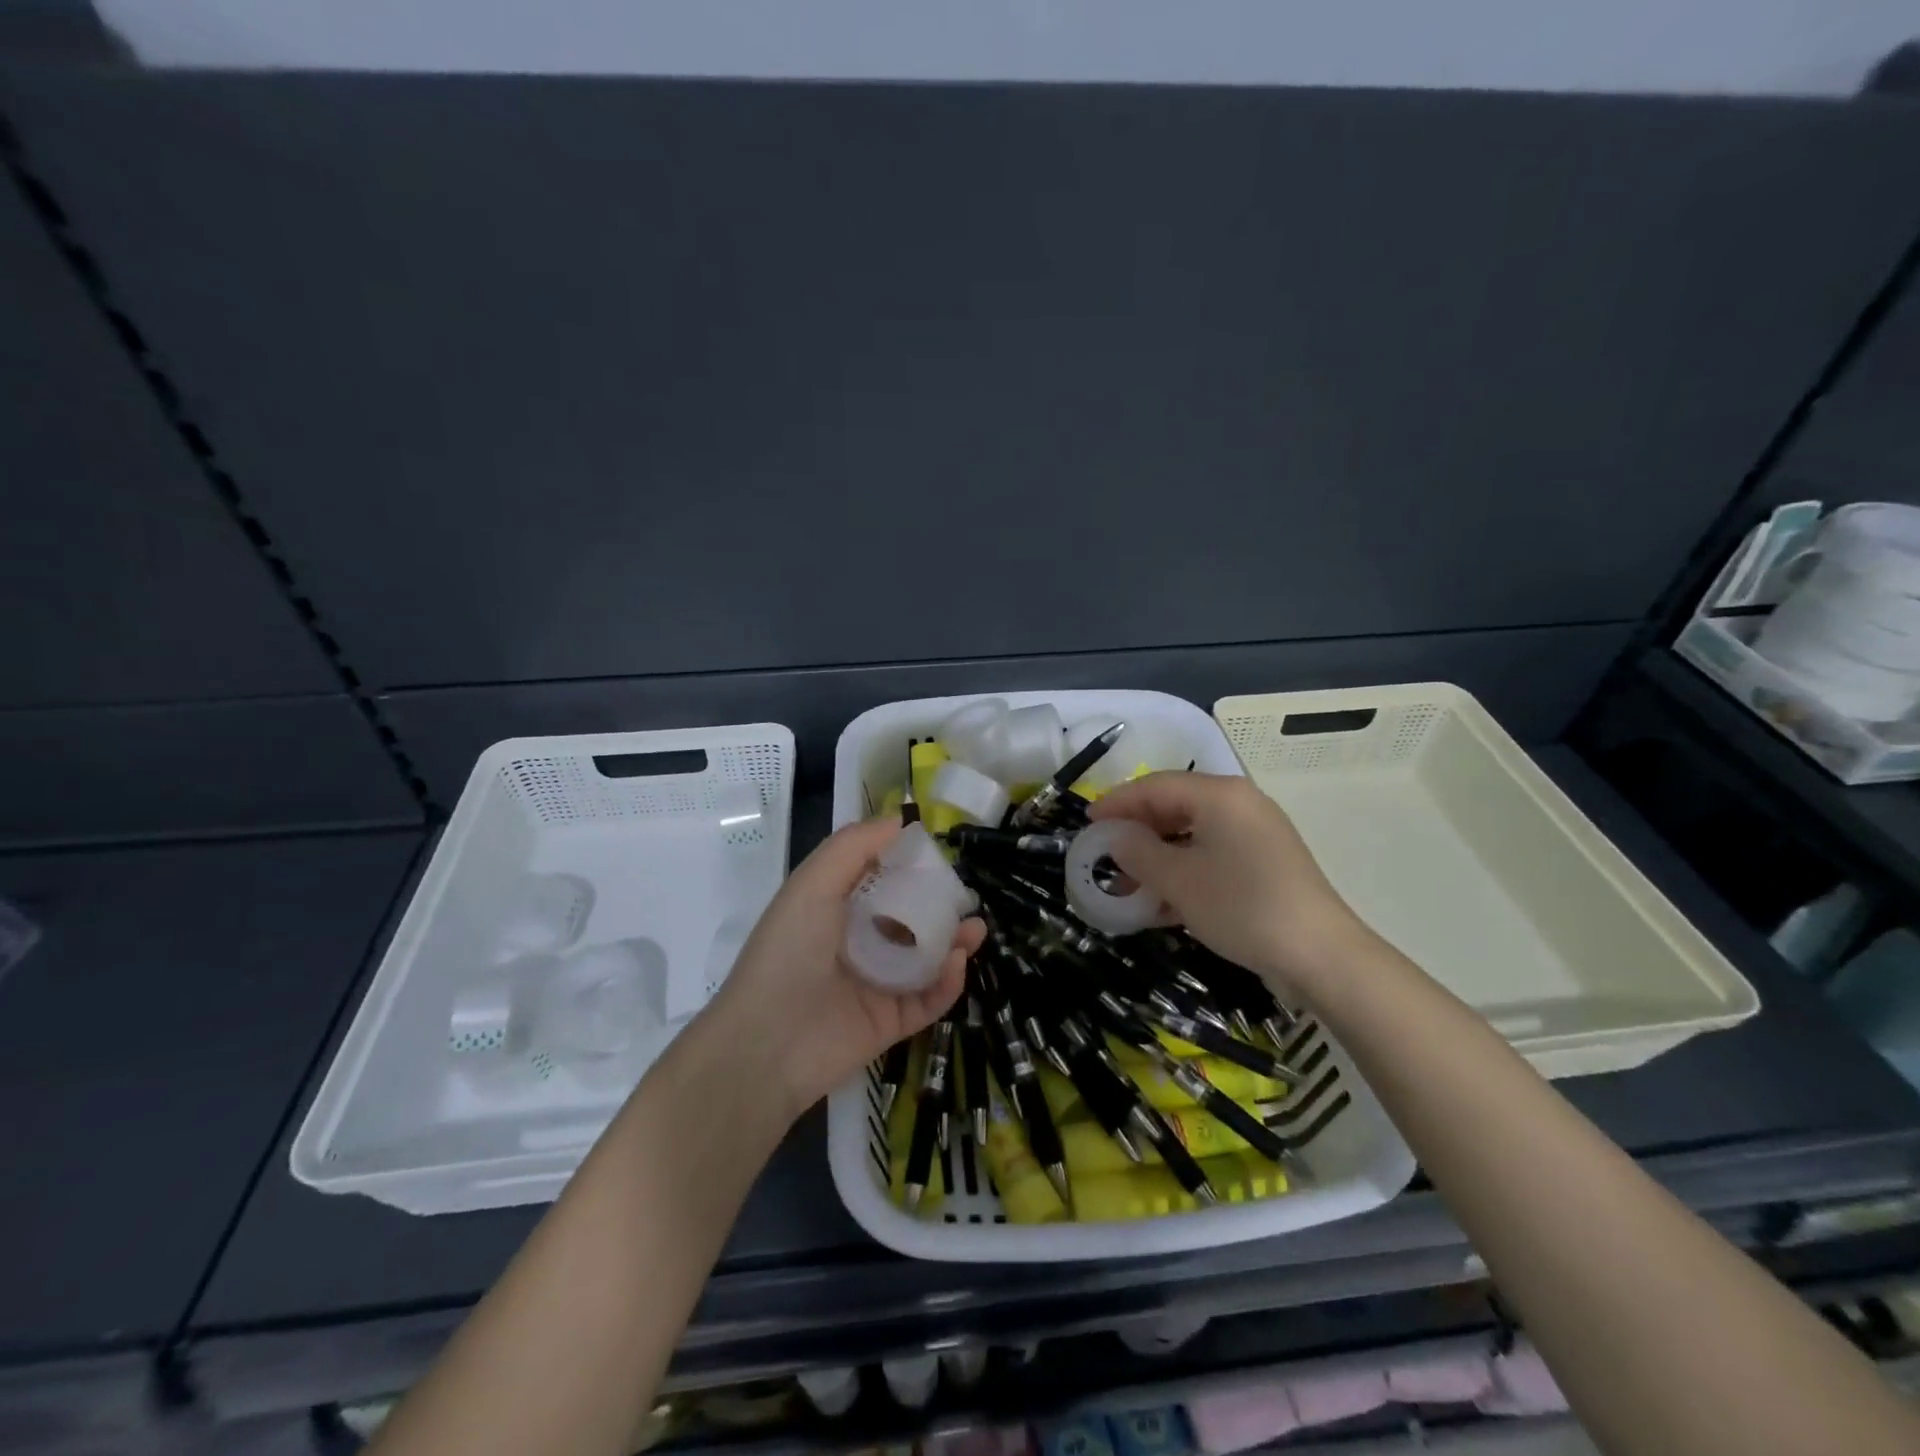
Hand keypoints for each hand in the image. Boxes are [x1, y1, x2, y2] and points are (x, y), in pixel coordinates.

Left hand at [711, 818, 983, 1116]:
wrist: (767, 1044)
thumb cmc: (789, 951)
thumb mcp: (813, 884)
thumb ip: (853, 847)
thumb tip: (900, 821)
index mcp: (834, 910)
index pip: (879, 880)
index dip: (908, 865)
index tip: (938, 854)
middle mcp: (857, 944)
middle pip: (909, 919)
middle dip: (940, 905)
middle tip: (965, 896)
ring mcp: (876, 985)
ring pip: (926, 959)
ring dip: (953, 942)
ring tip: (976, 929)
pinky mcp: (891, 1022)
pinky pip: (929, 999)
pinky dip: (948, 982)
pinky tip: (958, 963)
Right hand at [1089, 771, 1377, 998]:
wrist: (1321, 955)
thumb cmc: (1241, 906)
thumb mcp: (1178, 880)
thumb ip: (1138, 852)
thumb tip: (1115, 838)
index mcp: (1219, 794)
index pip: (1154, 785)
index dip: (1116, 802)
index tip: (1087, 823)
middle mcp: (1239, 804)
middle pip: (1174, 806)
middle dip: (1136, 832)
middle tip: (1106, 855)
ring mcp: (1256, 833)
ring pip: (1192, 834)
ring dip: (1157, 857)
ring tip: (1129, 886)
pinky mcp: (1265, 863)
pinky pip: (1212, 855)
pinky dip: (1184, 871)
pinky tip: (1163, 902)